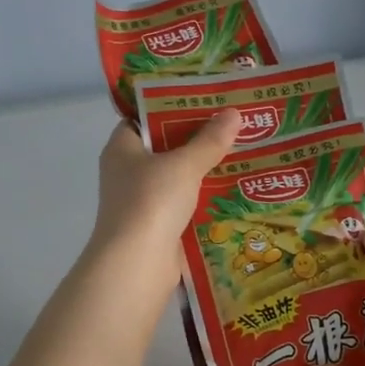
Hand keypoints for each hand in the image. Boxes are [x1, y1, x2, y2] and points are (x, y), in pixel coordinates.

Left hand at [87, 109, 241, 287]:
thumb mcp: (184, 164)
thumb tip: (233, 113)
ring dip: (203, 172)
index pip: (143, 118)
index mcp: (122, 148)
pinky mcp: (156, 227)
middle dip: (196, 140)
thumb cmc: (151, 201)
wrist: (136, 264)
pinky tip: (233, 192)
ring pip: (176, 179)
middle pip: (163, 148)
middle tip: (233, 125)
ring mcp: (140, 202)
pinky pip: (183, 206)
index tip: (204, 101)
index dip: (171, 107)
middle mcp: (126, 172)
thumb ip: (209, 140)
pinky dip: (203, 200)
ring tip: (242, 154)